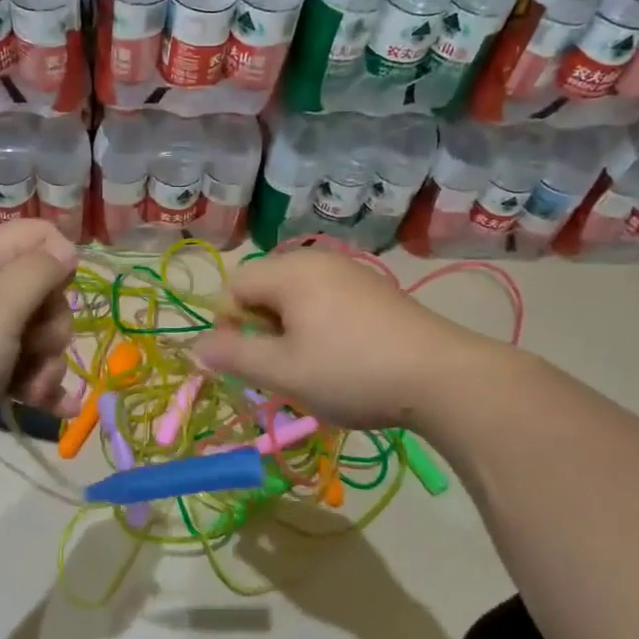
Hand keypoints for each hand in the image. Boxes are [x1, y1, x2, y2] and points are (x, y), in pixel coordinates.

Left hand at [0, 220, 81, 479]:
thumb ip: (39, 271)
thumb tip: (67, 247)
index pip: (39, 236)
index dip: (61, 259)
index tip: (64, 292)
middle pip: (43, 293)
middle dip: (54, 325)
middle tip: (39, 349)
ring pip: (34, 338)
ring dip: (48, 364)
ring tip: (35, 391)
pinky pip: (19, 372)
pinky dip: (39, 388)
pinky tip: (61, 409)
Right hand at [193, 250, 502, 429]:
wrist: (443, 377)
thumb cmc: (351, 372)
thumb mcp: (283, 372)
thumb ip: (233, 356)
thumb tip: (194, 347)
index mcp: (290, 272)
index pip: (233, 287)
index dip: (226, 326)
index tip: (244, 363)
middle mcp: (317, 261)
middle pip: (264, 289)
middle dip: (259, 329)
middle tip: (277, 369)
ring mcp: (351, 273)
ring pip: (296, 298)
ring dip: (288, 331)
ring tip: (308, 368)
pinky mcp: (375, 291)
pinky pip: (326, 301)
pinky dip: (318, 327)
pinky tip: (341, 359)